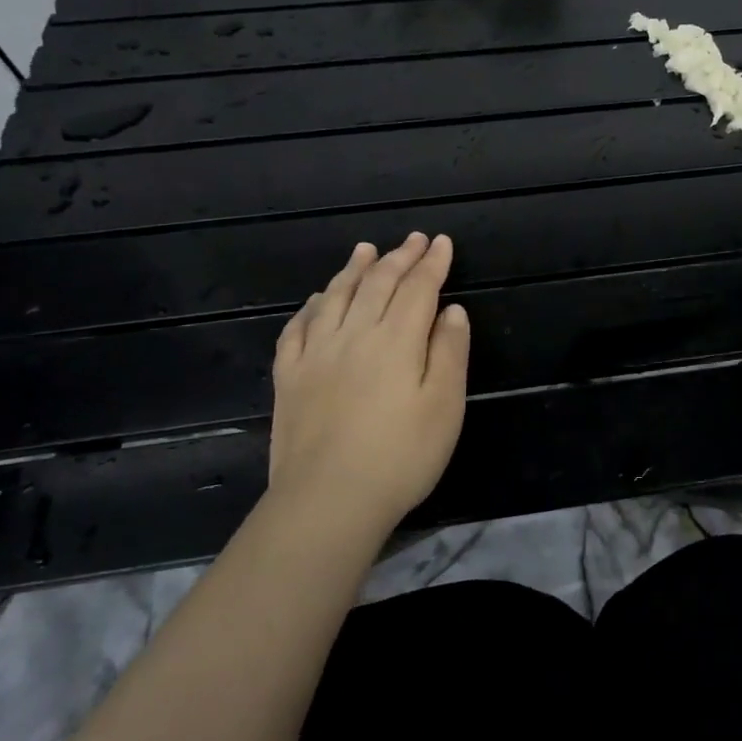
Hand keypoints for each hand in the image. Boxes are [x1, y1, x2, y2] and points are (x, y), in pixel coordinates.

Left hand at [268, 232, 469, 531]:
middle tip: (413, 239)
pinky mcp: (289, 377)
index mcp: (396, 339)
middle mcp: (354, 334)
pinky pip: (297, 328)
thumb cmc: (401, 456)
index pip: (418, 288)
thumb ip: (449, 352)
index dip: (432, 262)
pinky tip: (318, 300)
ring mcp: (315, 354)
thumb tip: (452, 310)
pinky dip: (312, 306)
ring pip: (336, 297)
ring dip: (354, 269)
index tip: (441, 242)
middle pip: (378, 284)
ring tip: (366, 250)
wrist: (328, 501)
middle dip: (399, 257)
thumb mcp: (444, 405)